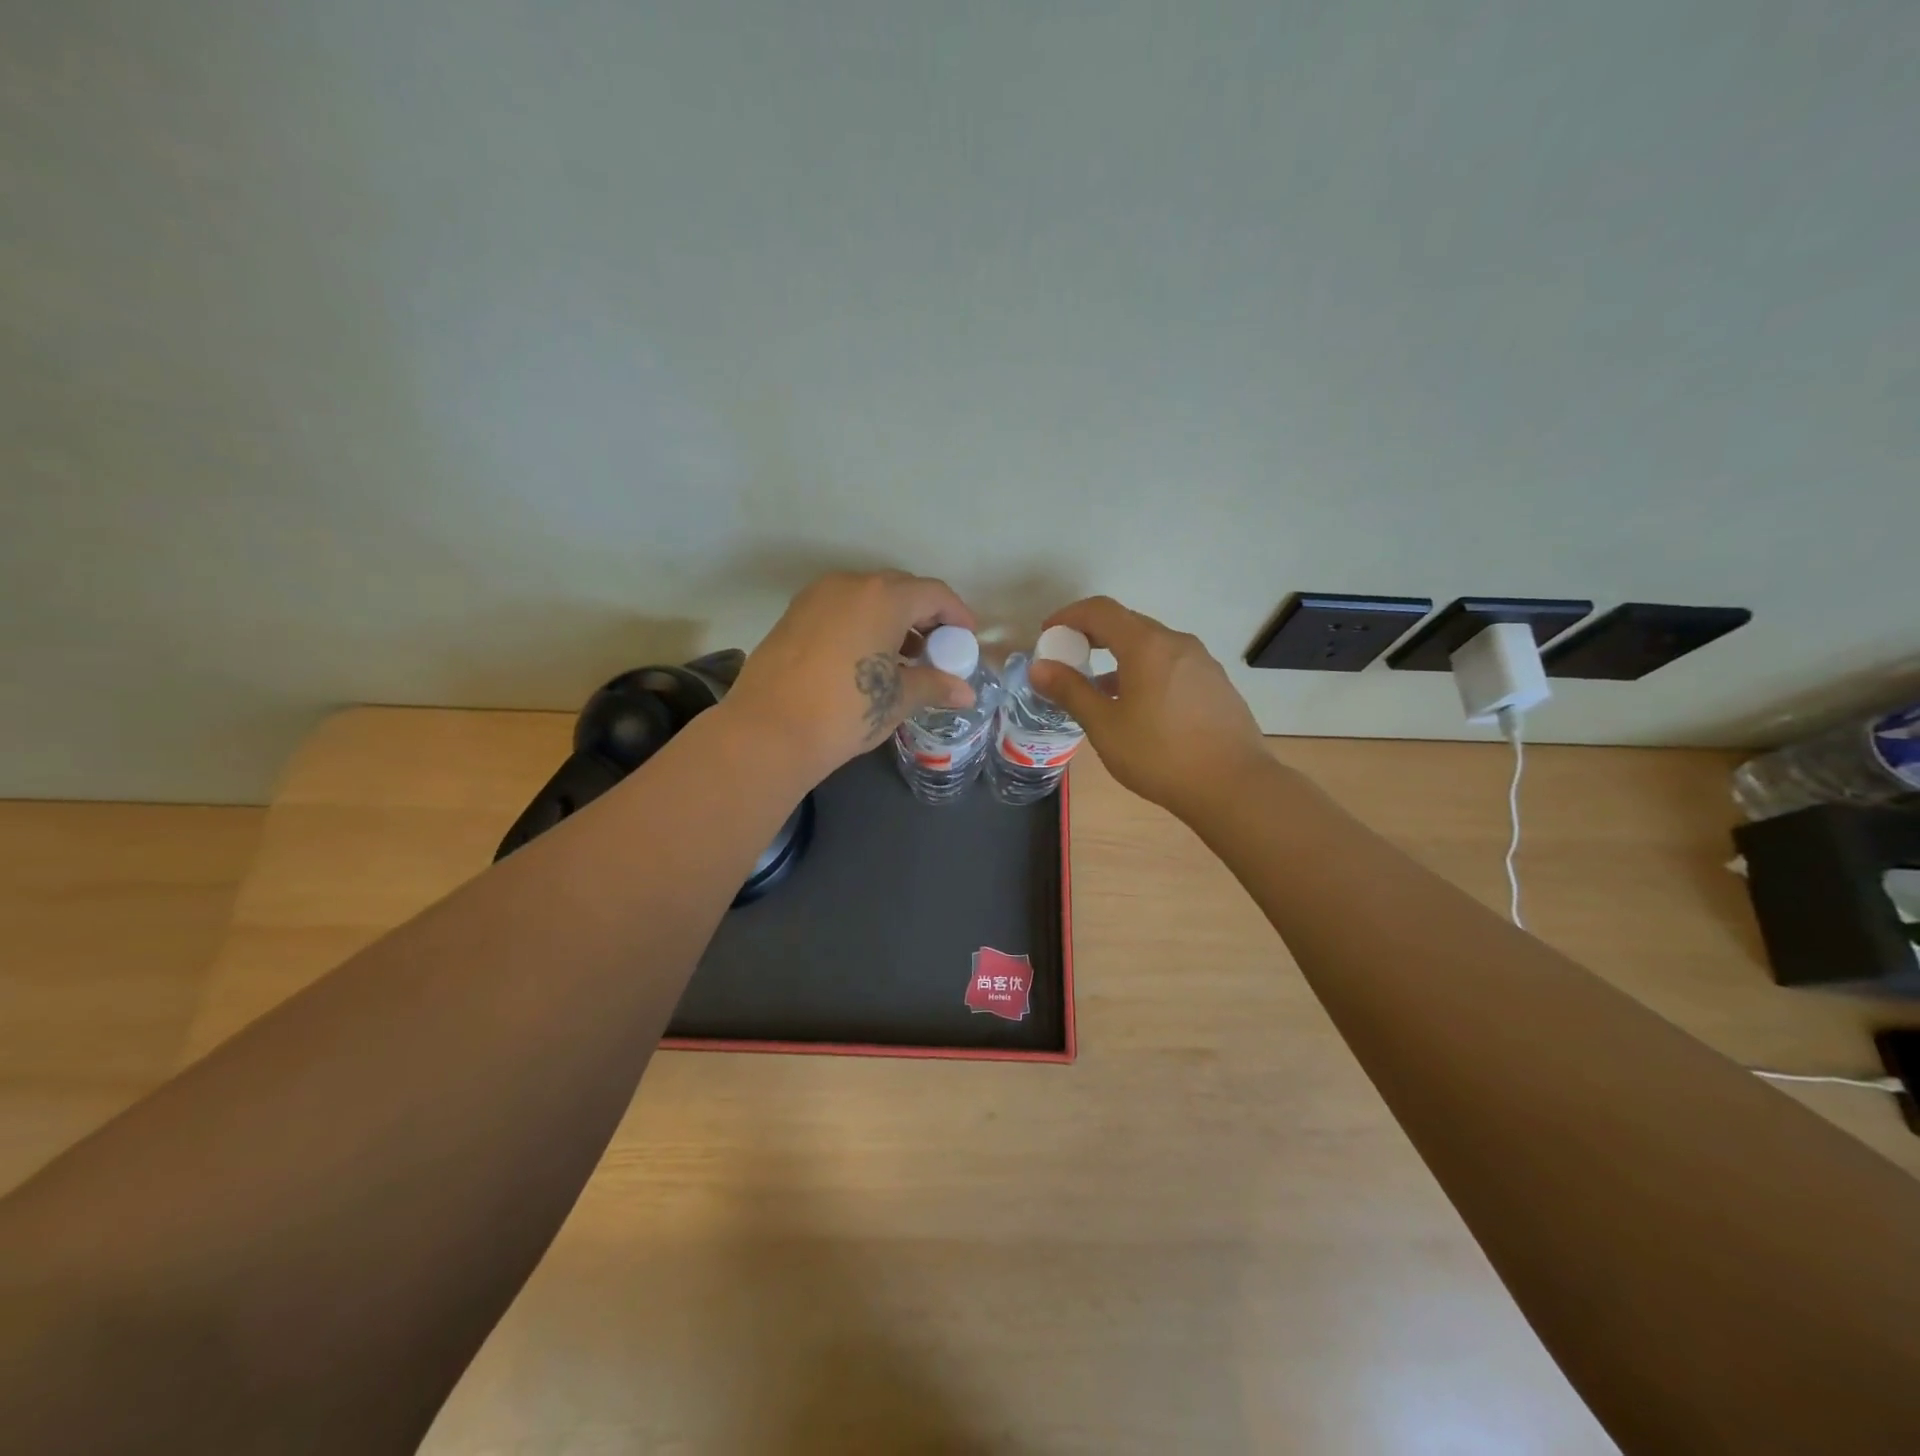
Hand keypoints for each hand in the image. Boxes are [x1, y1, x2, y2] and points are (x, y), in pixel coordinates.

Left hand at [723, 571, 977, 783]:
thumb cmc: (846, 711)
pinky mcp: (793, 615)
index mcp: (883, 598)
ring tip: (904, 659)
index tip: (966, 640)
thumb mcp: (897, 699)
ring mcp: (816, 597)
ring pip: (867, 597)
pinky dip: (861, 624)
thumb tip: (965, 692)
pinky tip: (865, 659)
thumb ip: (934, 686)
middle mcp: (850, 585)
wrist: (769, 730)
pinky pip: (841, 609)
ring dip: (892, 620)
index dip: (957, 615)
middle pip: (900, 589)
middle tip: (937, 649)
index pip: (934, 593)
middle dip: (924, 615)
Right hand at [1029, 596, 1269, 816]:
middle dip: (1092, 635)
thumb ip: (1070, 691)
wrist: (1234, 786)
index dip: (1069, 616)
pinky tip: (1138, 707)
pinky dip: (1145, 671)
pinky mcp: (1216, 684)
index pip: (1100, 610)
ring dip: (1120, 656)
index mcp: (1147, 645)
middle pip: (1127, 624)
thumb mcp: (1104, 726)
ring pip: (1151, 646)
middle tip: (1069, 659)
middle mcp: (1177, 643)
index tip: (1048, 634)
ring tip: (1099, 689)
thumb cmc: (1159, 754)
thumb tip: (1039, 667)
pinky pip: (1171, 665)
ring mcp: (1202, 663)